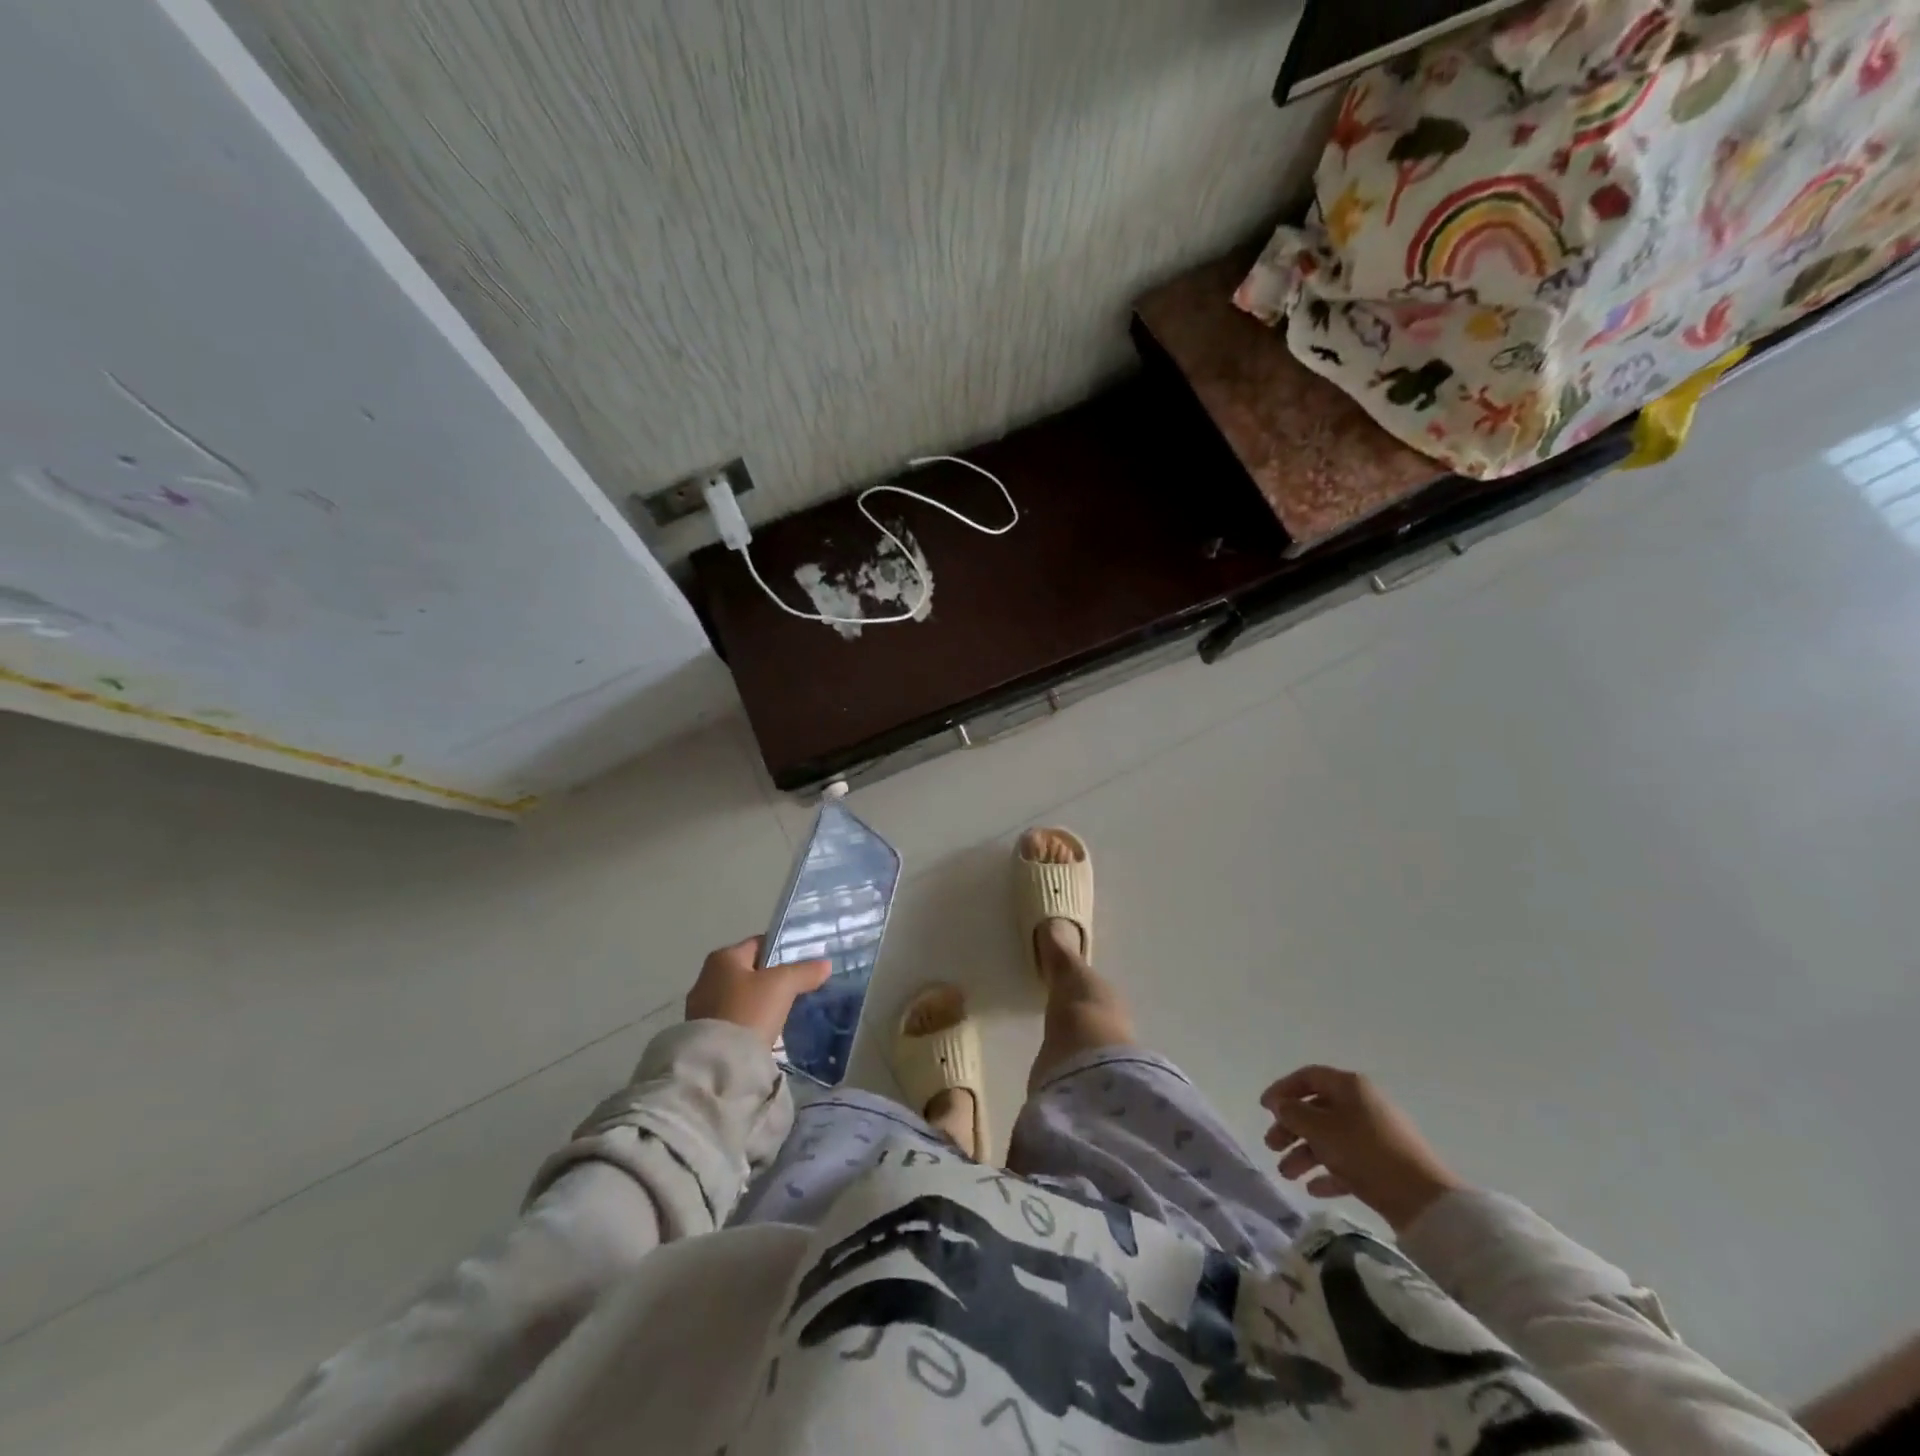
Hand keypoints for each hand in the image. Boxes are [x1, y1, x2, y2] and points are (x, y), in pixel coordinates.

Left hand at [684, 937, 831, 1047]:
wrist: (718, 1063)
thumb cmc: (749, 1010)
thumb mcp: (783, 985)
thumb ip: (804, 972)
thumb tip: (825, 965)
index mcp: (723, 958)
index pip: (759, 944)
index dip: (783, 950)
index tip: (804, 963)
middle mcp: (707, 978)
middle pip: (750, 971)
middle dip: (773, 979)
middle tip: (800, 988)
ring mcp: (702, 1008)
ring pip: (743, 998)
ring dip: (762, 1003)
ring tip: (787, 1012)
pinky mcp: (704, 1035)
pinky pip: (735, 1020)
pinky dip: (751, 1023)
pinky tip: (768, 1031)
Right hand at [1260, 1065, 1463, 1231]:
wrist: (1425, 1200)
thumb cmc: (1366, 1152)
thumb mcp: (1321, 1129)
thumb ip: (1294, 1113)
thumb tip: (1281, 1105)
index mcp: (1349, 1086)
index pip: (1308, 1077)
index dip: (1282, 1089)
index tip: (1263, 1108)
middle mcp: (1362, 1104)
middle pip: (1317, 1109)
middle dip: (1291, 1128)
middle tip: (1271, 1145)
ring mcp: (1375, 1135)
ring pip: (1330, 1137)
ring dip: (1305, 1153)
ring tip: (1287, 1174)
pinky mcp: (1384, 1164)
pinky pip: (1348, 1161)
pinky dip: (1328, 1172)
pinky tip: (1313, 1188)